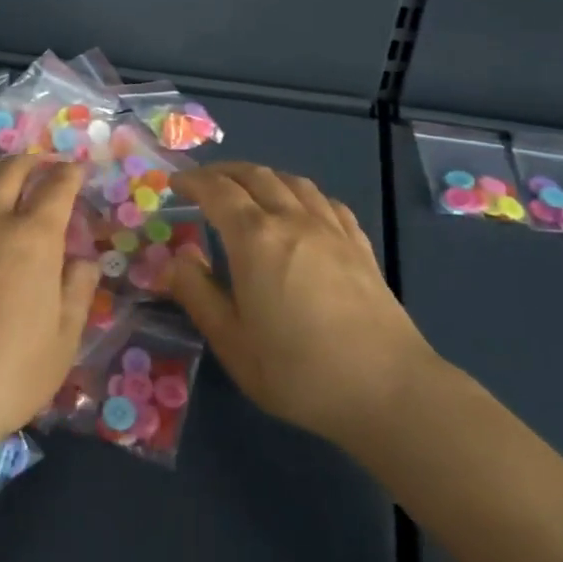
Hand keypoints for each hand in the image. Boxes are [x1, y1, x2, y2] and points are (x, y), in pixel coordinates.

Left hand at [0, 157, 101, 453]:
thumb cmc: (4, 375)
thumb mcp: (62, 343)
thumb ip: (76, 293)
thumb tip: (84, 261)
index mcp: (33, 237)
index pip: (57, 187)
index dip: (70, 174)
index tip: (77, 171)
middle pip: (11, 170)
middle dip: (31, 163)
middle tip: (40, 168)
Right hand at [167, 163, 435, 449]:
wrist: (387, 389)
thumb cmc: (298, 370)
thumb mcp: (232, 342)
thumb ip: (198, 295)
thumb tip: (175, 259)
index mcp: (255, 239)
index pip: (217, 191)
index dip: (193, 181)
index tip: (175, 182)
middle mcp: (292, 219)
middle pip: (255, 176)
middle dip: (224, 172)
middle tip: (204, 182)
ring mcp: (331, 229)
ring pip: (292, 181)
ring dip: (263, 176)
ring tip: (248, 188)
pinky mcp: (359, 245)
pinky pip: (325, 201)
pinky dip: (302, 193)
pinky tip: (301, 208)